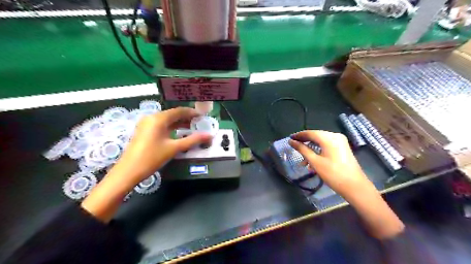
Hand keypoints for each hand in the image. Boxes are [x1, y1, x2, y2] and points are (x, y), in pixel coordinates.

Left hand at [81, 106, 211, 221]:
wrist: (128, 171)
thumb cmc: (152, 157)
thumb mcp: (174, 148)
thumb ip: (193, 140)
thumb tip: (209, 135)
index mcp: (159, 119)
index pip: (179, 111)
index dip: (192, 113)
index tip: (203, 117)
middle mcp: (152, 117)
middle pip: (173, 114)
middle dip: (186, 118)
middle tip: (199, 124)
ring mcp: (146, 124)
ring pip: (167, 120)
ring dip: (179, 123)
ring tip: (192, 128)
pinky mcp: (144, 131)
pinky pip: (161, 125)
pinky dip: (171, 127)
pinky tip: (179, 133)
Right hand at [289, 131, 372, 198]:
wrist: (355, 187)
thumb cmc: (333, 174)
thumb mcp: (315, 161)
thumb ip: (302, 149)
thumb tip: (291, 142)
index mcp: (329, 138)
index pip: (310, 133)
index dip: (298, 135)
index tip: (289, 139)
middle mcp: (335, 136)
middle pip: (316, 136)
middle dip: (304, 142)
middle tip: (294, 148)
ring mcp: (340, 142)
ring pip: (321, 142)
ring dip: (311, 149)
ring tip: (303, 161)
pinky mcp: (343, 148)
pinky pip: (327, 146)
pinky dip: (318, 151)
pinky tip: (313, 161)